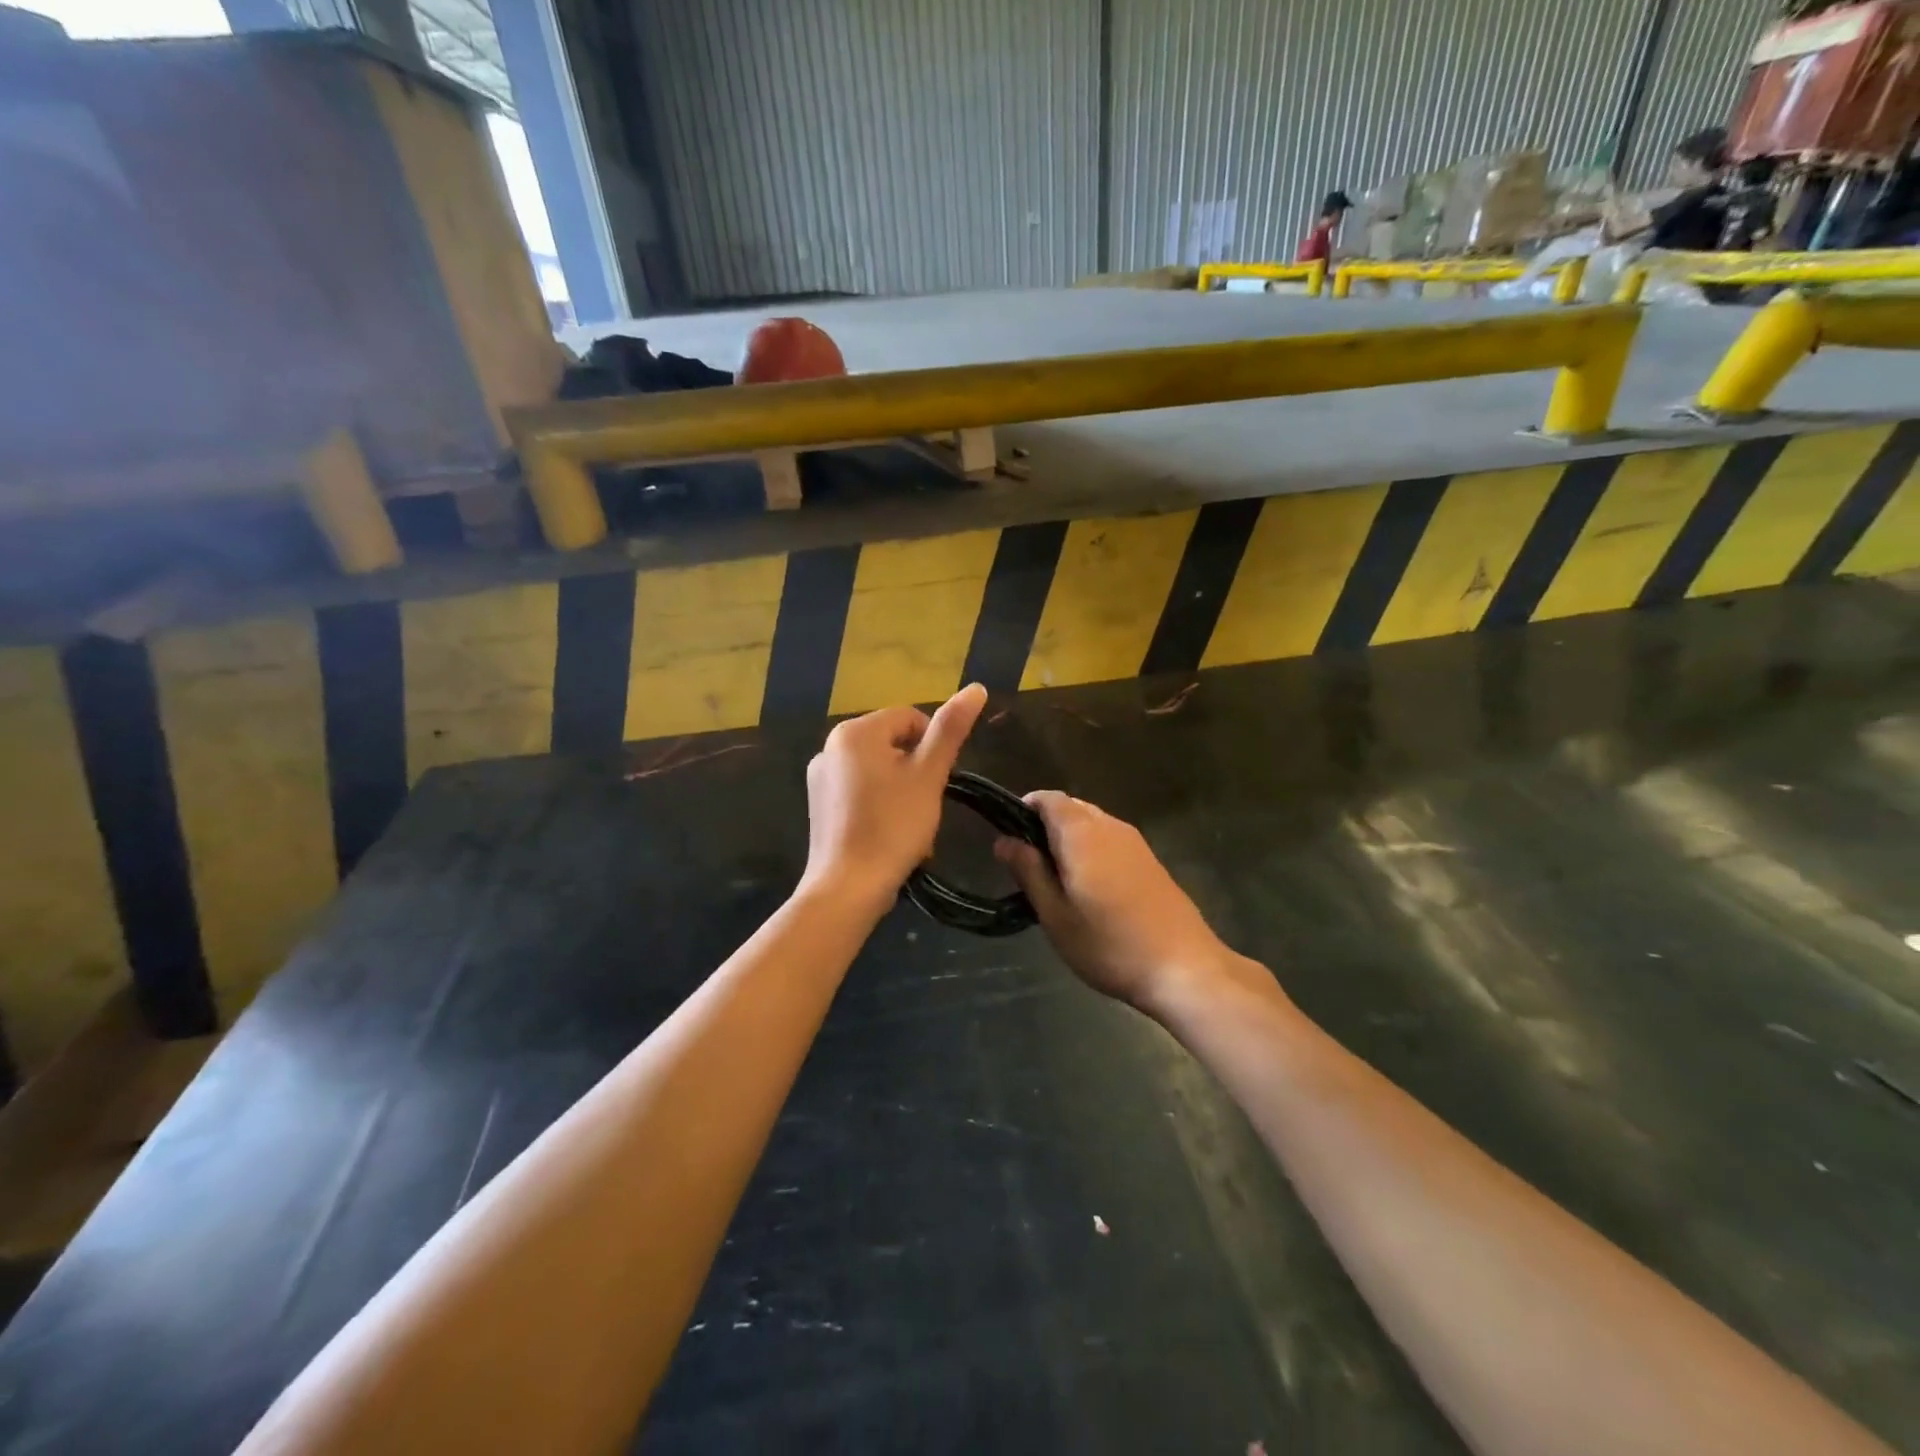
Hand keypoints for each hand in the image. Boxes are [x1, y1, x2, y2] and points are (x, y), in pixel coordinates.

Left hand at [802, 684, 986, 906]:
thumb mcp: (929, 775)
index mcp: (855, 732)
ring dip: (901, 789)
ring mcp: (820, 777)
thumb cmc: (893, 826)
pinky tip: (888, 833)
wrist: (848, 887)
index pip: (909, 719)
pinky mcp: (818, 805)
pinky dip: (879, 804)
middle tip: (926, 805)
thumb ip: (951, 729)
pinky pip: (858, 791)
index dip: (933, 746)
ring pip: (877, 769)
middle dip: (916, 770)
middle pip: (891, 743)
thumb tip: (976, 687)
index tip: (940, 780)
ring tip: (910, 824)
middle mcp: (830, 746)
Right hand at [995, 792, 1236, 1013]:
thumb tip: (1004, 840)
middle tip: (1029, 866)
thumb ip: (1028, 871)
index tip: (1010, 839)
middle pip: (1071, 808)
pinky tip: (1090, 889)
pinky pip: (1110, 840)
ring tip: (1056, 880)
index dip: (1024, 809)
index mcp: (1082, 833)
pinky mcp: (1150, 861)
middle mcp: (1110, 826)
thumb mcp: (1055, 914)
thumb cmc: (1109, 944)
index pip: (1048, 799)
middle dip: (1045, 826)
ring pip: (1092, 823)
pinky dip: (1092, 850)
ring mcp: (1135, 842)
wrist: (1183, 968)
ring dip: (1069, 839)